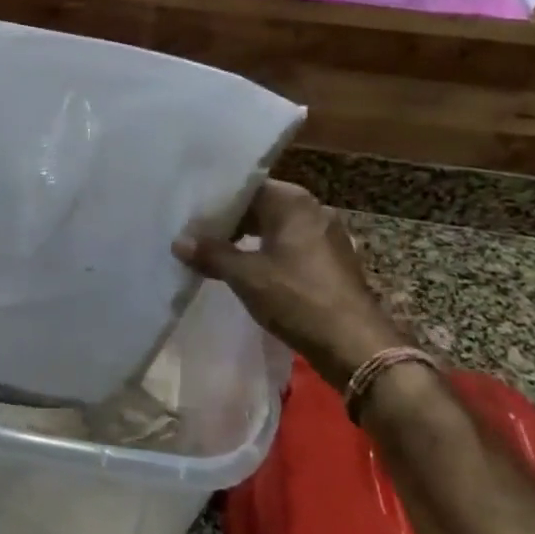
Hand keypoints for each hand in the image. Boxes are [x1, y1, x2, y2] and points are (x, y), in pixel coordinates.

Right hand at [174, 180, 406, 387]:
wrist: (355, 345)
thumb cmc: (297, 299)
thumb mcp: (245, 276)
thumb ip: (211, 254)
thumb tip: (178, 241)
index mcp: (293, 202)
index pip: (245, 188)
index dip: (215, 202)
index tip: (190, 217)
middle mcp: (313, 209)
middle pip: (261, 206)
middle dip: (230, 222)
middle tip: (197, 236)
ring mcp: (327, 235)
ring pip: (276, 228)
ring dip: (248, 240)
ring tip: (217, 254)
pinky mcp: (333, 260)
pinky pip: (292, 246)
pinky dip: (268, 253)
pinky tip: (249, 271)